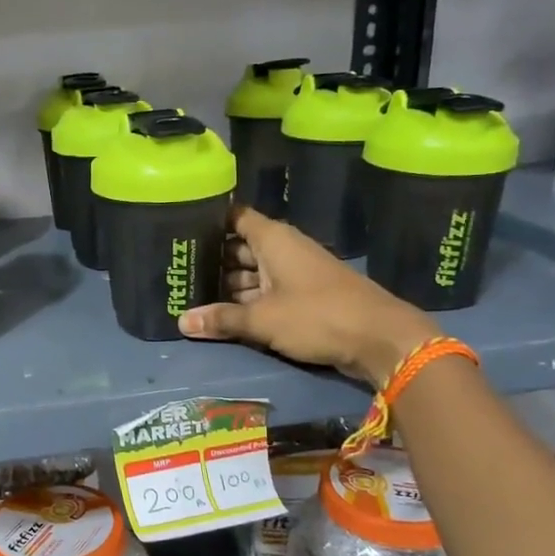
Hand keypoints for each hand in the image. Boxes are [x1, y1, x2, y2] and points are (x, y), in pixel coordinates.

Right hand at [178, 207, 441, 384]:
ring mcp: (295, 272)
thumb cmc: (316, 316)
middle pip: (238, 247)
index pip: (233, 217)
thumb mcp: (262, 319)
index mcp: (272, 238)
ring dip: (227, 285)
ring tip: (190, 295)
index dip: (207, 221)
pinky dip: (247, 300)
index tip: (178, 231)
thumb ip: (221, 319)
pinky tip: (223, 313)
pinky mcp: (304, 296)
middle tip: (175, 272)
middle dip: (211, 260)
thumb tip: (181, 322)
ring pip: (252, 273)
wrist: (379, 338)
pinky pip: (267, 291)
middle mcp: (282, 248)